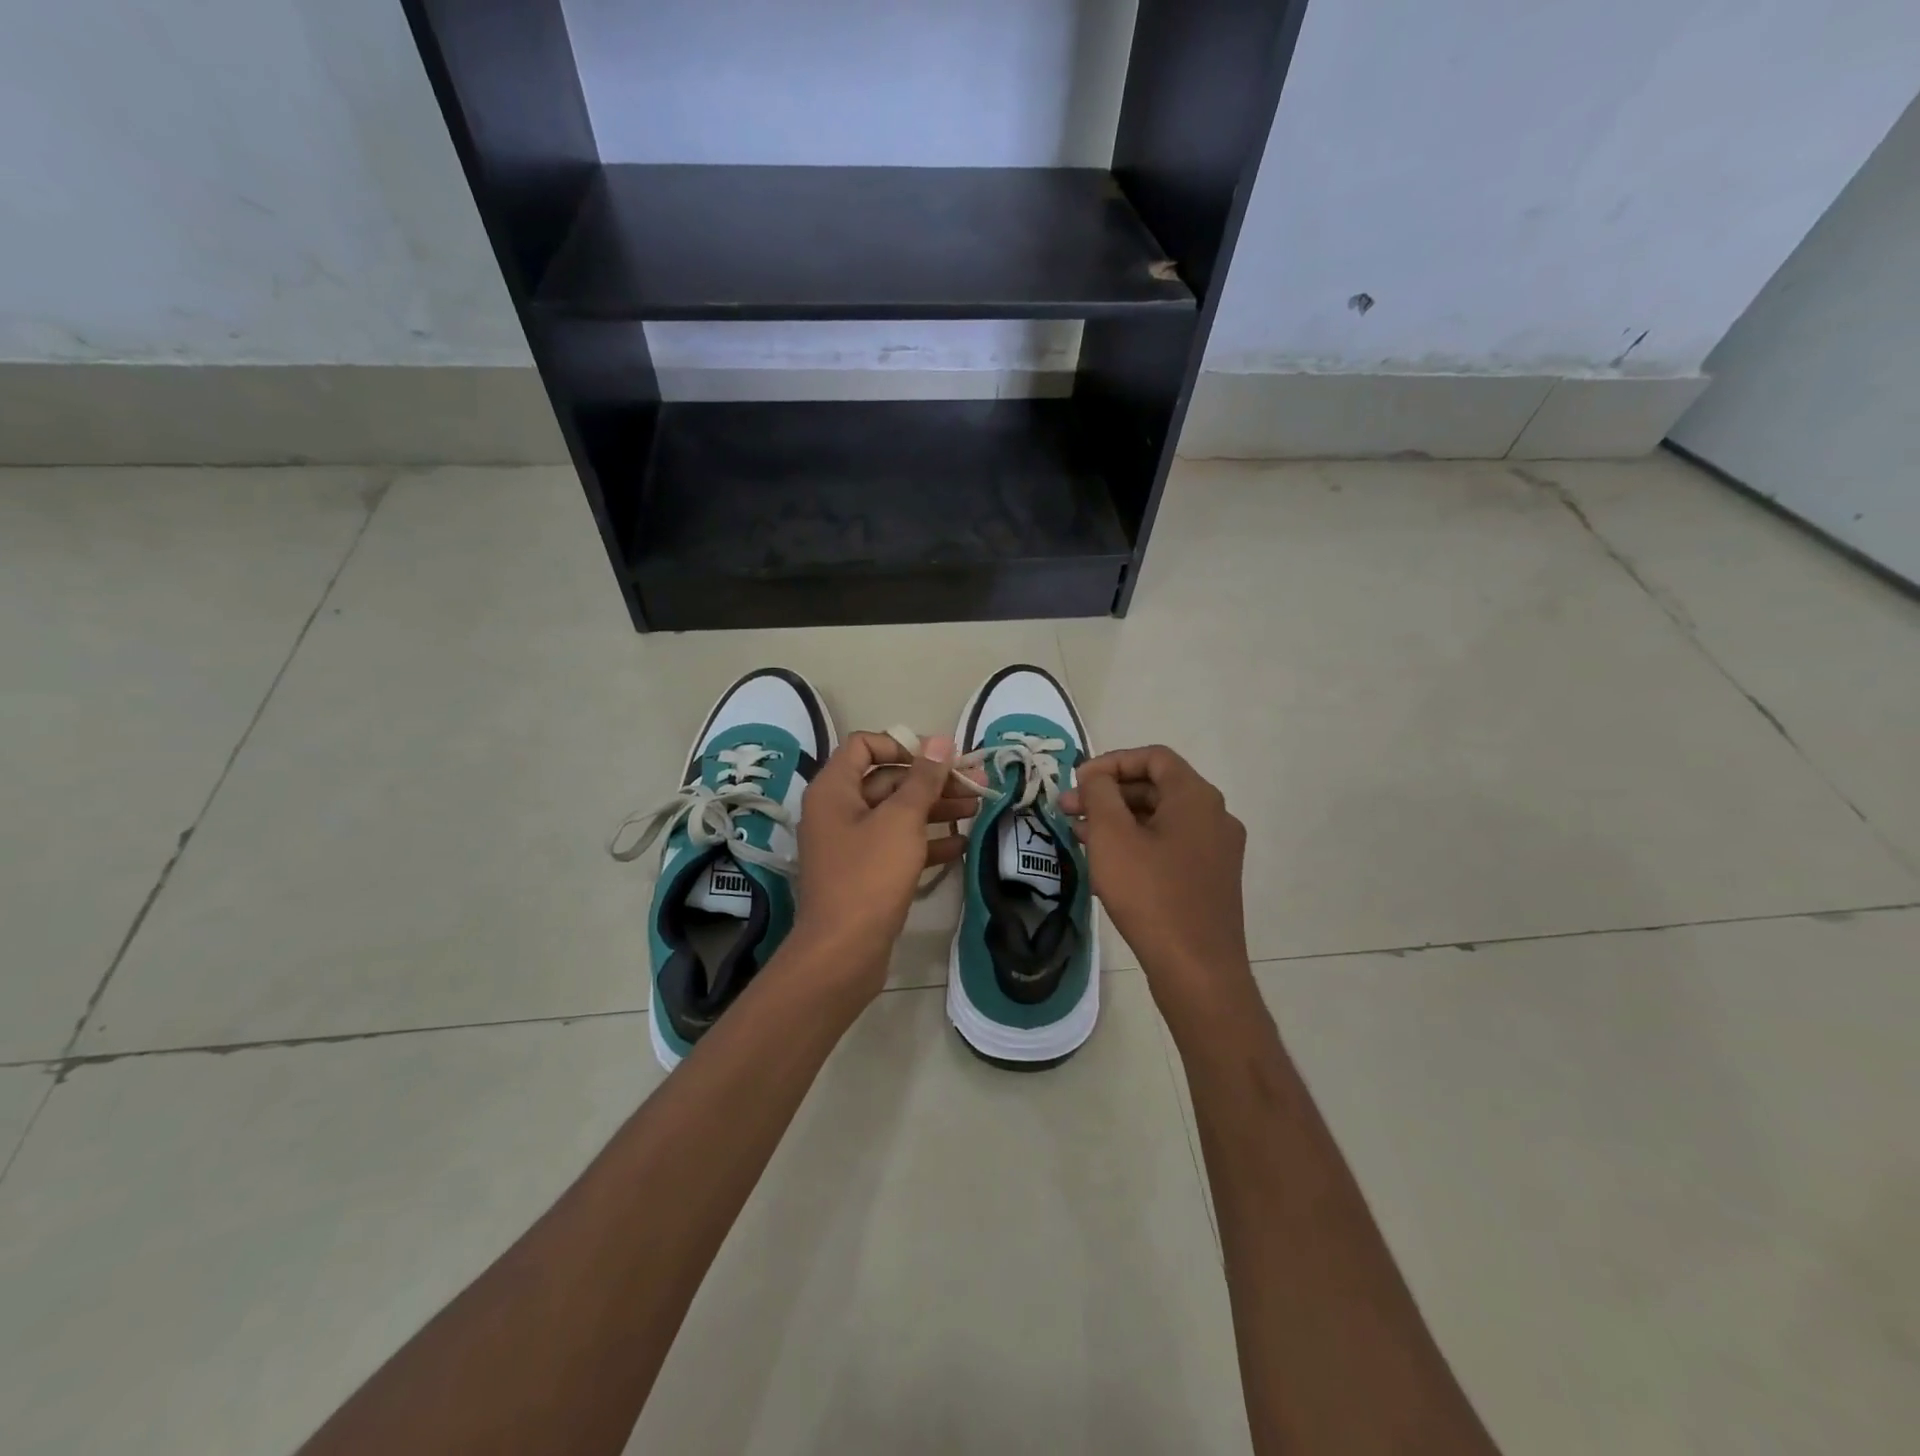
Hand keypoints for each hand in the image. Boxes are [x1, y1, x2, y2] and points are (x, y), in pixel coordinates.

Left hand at [786, 731, 971, 996]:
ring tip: (978, 809)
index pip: (864, 746)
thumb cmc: (869, 875)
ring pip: (897, 814)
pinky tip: (962, 844)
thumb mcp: (901, 819)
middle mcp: (838, 810)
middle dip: (932, 781)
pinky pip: (897, 845)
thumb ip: (923, 778)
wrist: (843, 952)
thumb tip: (940, 740)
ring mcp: (851, 843)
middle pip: (887, 780)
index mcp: (834, 789)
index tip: (939, 759)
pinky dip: (927, 842)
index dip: (903, 745)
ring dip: (936, 809)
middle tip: (976, 785)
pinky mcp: (865, 873)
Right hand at [1060, 746, 1253, 1017]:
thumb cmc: (1151, 894)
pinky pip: (1169, 846)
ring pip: (1160, 819)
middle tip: (1069, 810)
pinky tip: (1104, 864)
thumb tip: (1095, 776)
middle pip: (1156, 787)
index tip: (1078, 782)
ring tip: (1078, 836)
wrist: (1197, 969)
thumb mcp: (1112, 836)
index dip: (1111, 762)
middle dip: (1108, 794)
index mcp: (1196, 797)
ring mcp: (1216, 850)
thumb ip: (1100, 794)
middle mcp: (1214, 816)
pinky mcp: (1210, 879)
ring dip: (1118, 821)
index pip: (1153, 757)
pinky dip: (1136, 844)